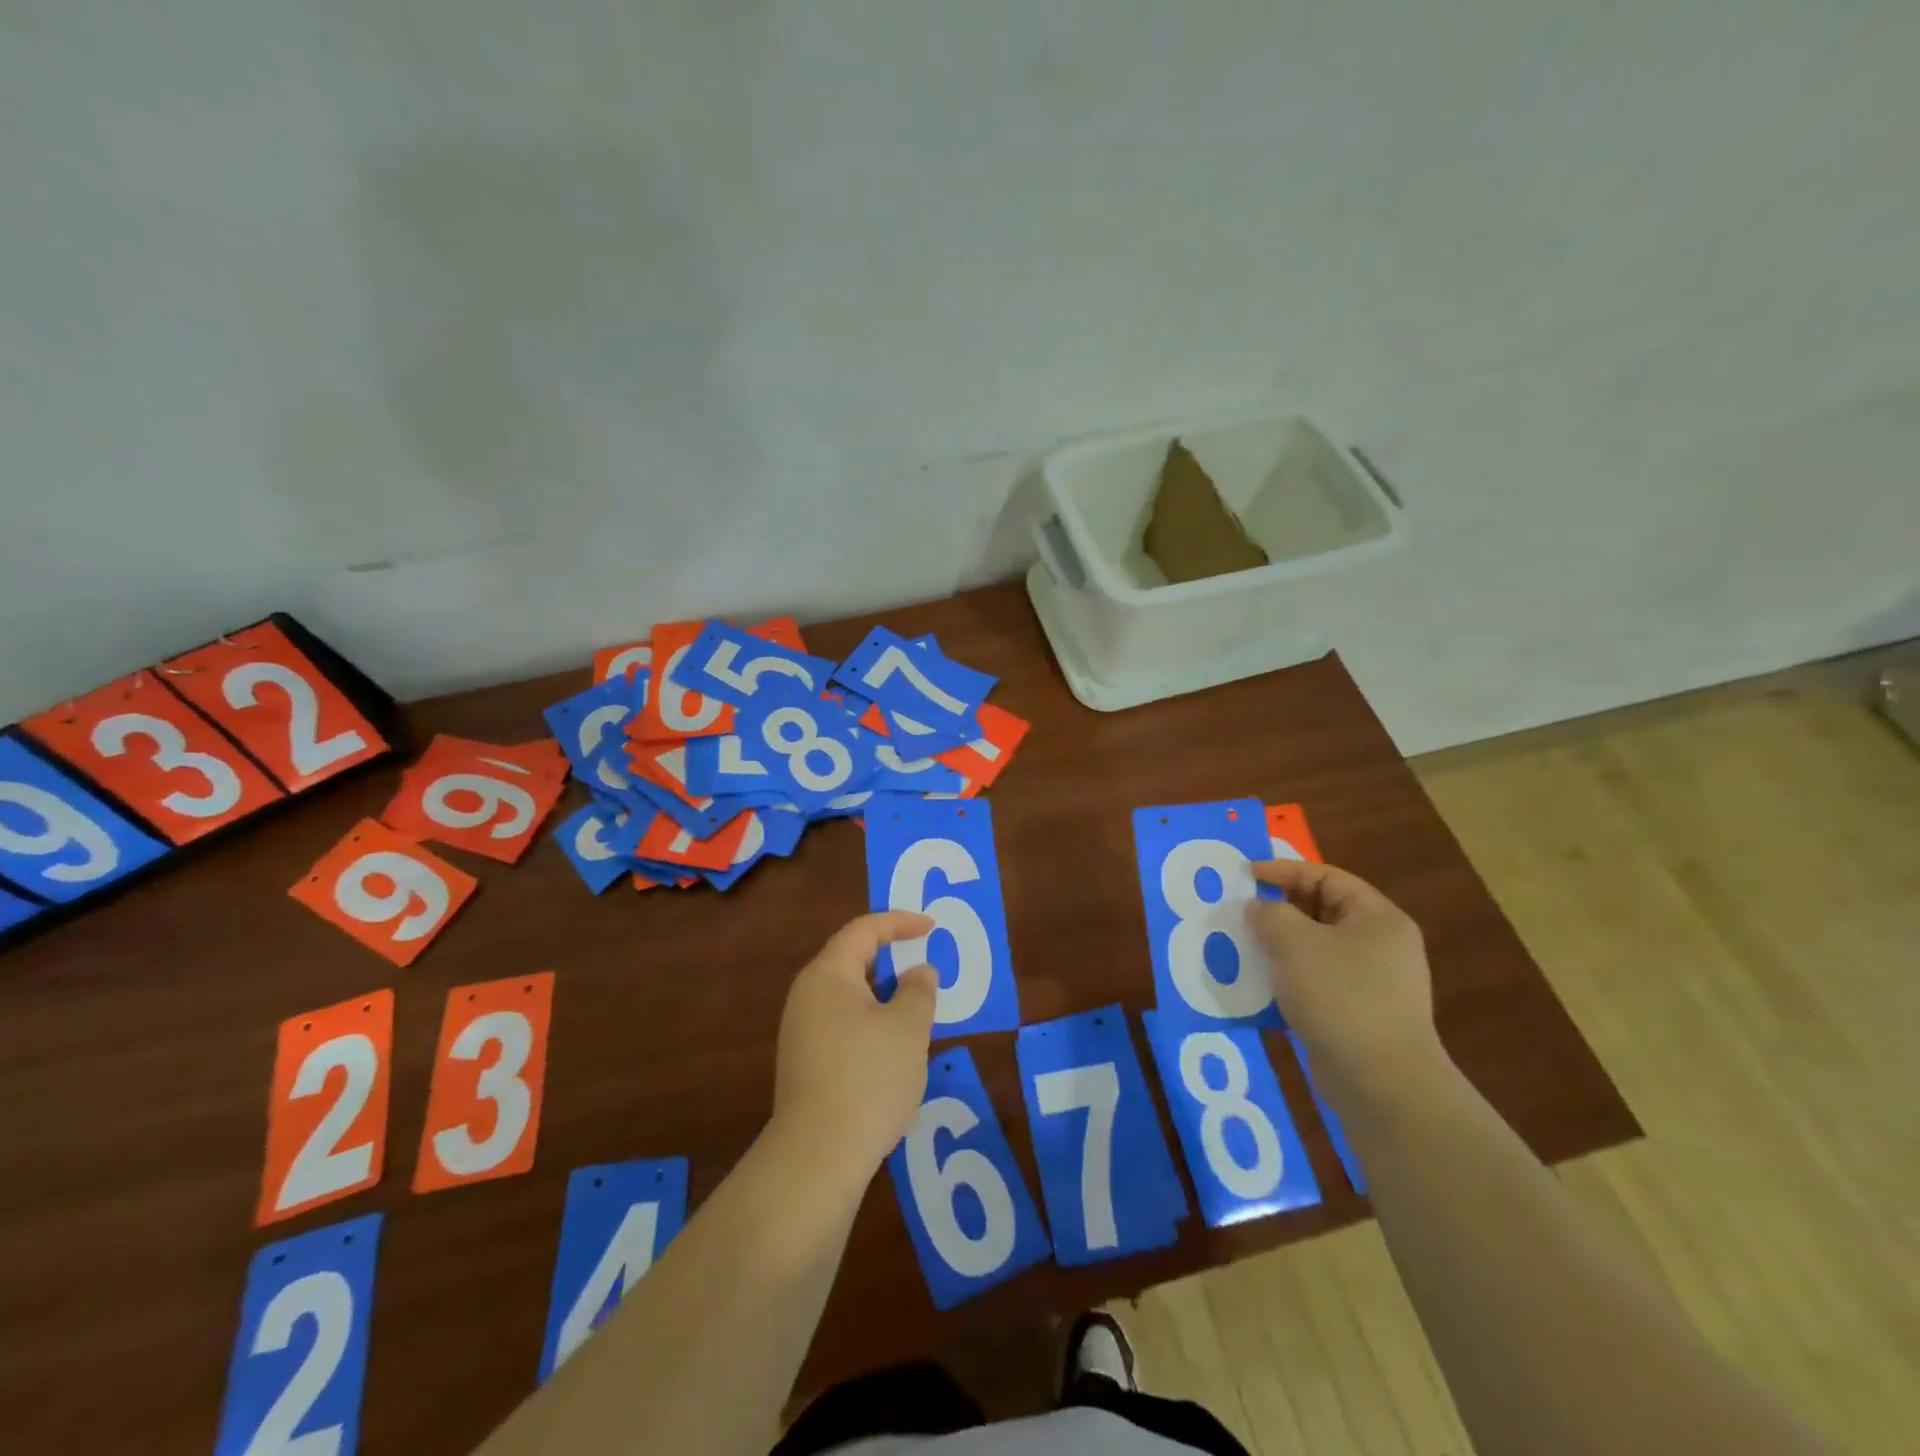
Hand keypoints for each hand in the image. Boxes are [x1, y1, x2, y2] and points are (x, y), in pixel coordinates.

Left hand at [772, 911, 938, 1185]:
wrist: (818, 1157)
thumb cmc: (868, 1077)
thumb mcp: (907, 1028)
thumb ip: (918, 991)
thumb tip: (918, 973)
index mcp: (828, 975)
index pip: (864, 931)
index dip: (899, 922)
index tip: (931, 928)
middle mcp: (807, 996)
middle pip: (852, 961)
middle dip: (892, 959)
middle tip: (926, 963)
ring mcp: (802, 1033)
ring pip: (849, 997)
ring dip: (884, 995)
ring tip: (918, 1007)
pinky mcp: (806, 1065)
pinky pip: (844, 1025)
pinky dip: (872, 1022)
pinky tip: (894, 1049)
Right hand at [1247, 859, 1443, 1100]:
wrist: (1381, 1083)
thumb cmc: (1340, 996)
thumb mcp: (1294, 941)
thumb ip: (1269, 914)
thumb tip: (1259, 910)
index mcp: (1377, 918)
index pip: (1326, 876)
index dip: (1283, 870)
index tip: (1244, 877)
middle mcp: (1381, 945)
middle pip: (1321, 912)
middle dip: (1278, 910)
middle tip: (1239, 912)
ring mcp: (1373, 983)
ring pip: (1315, 950)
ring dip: (1277, 947)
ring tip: (1242, 948)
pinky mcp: (1358, 1016)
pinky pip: (1316, 983)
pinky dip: (1287, 980)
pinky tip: (1258, 988)